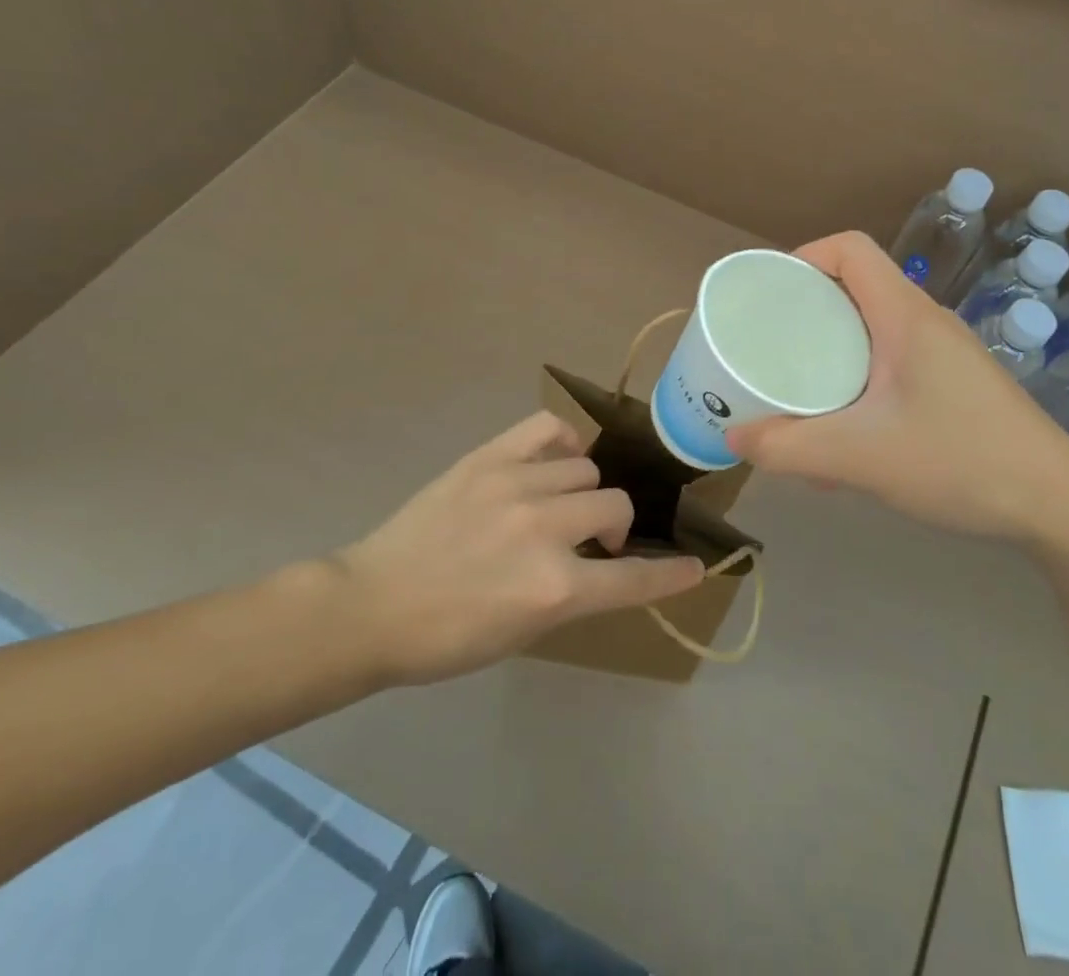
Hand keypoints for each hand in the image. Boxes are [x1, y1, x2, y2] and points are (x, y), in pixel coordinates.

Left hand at [333, 412, 705, 685]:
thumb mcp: (523, 634)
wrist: (373, 605)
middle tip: (590, 541)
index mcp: (555, 589)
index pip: (633, 578)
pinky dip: (563, 441)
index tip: (695, 568)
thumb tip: (600, 561)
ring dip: (583, 492)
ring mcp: (517, 486)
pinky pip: (548, 428)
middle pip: (616, 505)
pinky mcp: (489, 459)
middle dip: (614, 526)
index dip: (670, 576)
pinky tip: (555, 459)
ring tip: (558, 504)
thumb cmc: (447, 639)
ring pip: (586, 469)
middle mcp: (545, 530)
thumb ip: (572, 594)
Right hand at [724, 231, 1068, 539]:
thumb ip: (789, 448)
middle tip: (770, 347)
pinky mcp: (955, 385)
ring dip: (832, 351)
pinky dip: (858, 381)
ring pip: (872, 330)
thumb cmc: (960, 461)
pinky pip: (892, 364)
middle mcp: (925, 322)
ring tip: (800, 393)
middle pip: (855, 287)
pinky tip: (849, 435)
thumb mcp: (861, 458)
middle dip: (806, 311)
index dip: (803, 257)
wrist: (1059, 507)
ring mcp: (945, 354)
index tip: (769, 296)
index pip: (850, 249)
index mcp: (904, 315)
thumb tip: (734, 437)